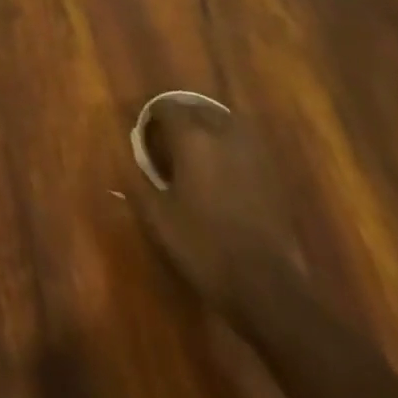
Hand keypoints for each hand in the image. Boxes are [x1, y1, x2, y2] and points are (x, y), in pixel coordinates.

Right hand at [125, 101, 297, 316]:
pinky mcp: (272, 177)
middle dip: (181, 118)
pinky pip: (245, 147)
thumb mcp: (158, 217)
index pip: (167, 108)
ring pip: (225, 124)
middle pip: (198, 110)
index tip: (143, 130)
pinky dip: (230, 148)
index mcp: (192, 138)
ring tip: (195, 147)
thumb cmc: (204, 247)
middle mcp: (223, 136)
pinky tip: (222, 169)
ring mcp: (252, 155)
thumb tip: (125, 158)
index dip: (152, 115)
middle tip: (167, 137)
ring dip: (208, 128)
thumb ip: (138, 181)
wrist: (268, 289)